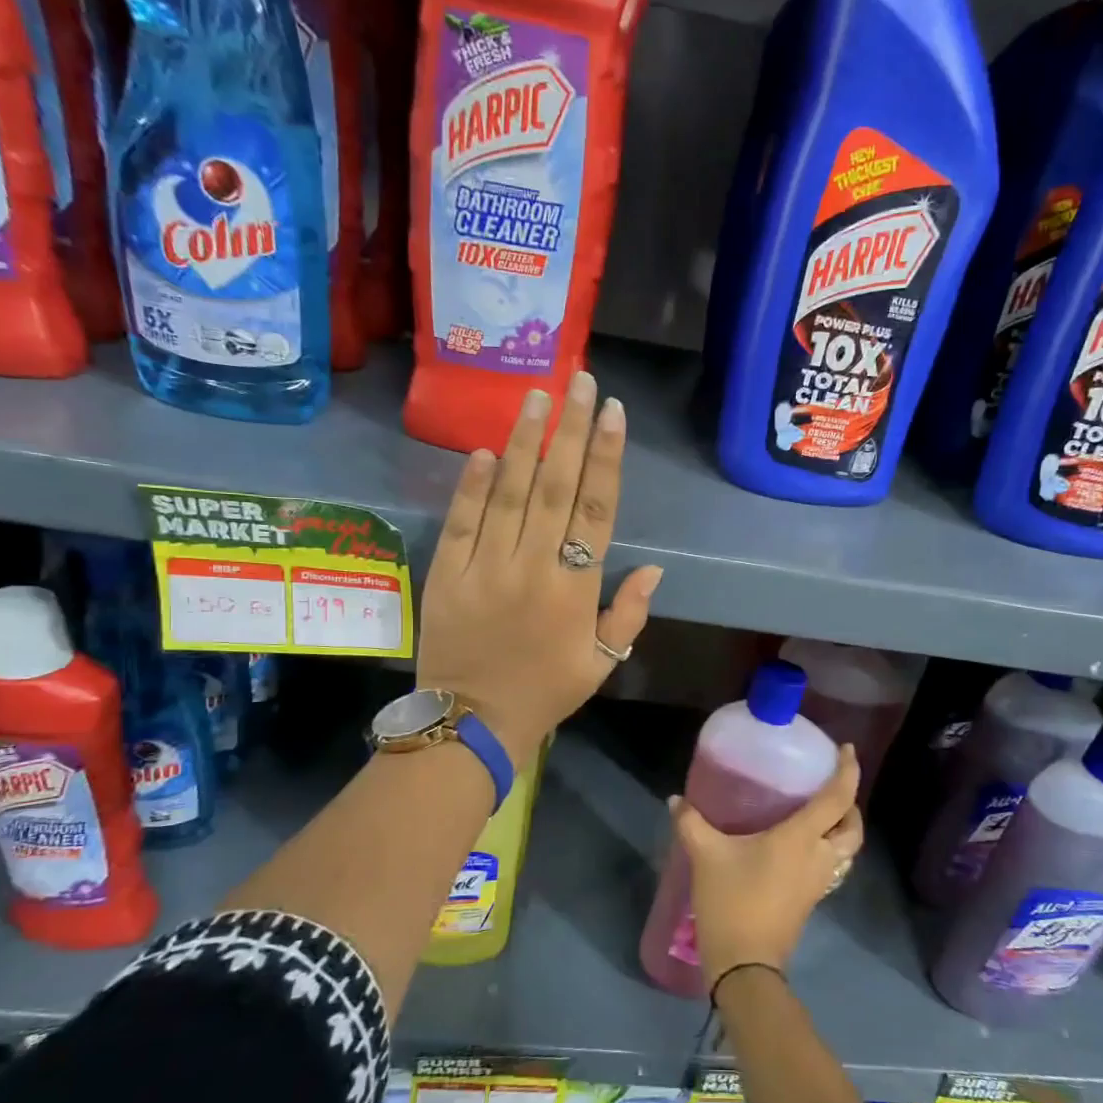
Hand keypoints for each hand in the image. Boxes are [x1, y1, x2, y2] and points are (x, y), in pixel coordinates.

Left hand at [417, 371, 661, 758]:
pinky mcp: (447, 573)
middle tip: (580, 380)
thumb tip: (655, 568)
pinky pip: (461, 521)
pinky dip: (471, 485)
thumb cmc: (545, 692)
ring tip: (537, 396)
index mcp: (575, 589)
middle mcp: (533, 567)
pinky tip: (484, 450)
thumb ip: (629, 614)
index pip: (597, 510)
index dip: (607, 458)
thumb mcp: (602, 664)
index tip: (613, 413)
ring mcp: (486, 567)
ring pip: (508, 493)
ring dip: (525, 442)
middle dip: (571, 430)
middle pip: (556, 487)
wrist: (471, 722)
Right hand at [673, 746, 862, 991]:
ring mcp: (818, 882)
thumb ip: (691, 823)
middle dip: (850, 804)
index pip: (837, 798)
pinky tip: (802, 845)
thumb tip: (675, 799)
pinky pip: (832, 865)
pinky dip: (829, 848)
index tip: (847, 750)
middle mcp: (818, 857)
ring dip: (842, 828)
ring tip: (820, 812)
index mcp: (801, 838)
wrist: (745, 964)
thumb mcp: (706, 855)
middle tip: (830, 786)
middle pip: (852, 827)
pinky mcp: (811, 899)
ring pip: (847, 850)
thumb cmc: (732, 901)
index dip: (848, 771)